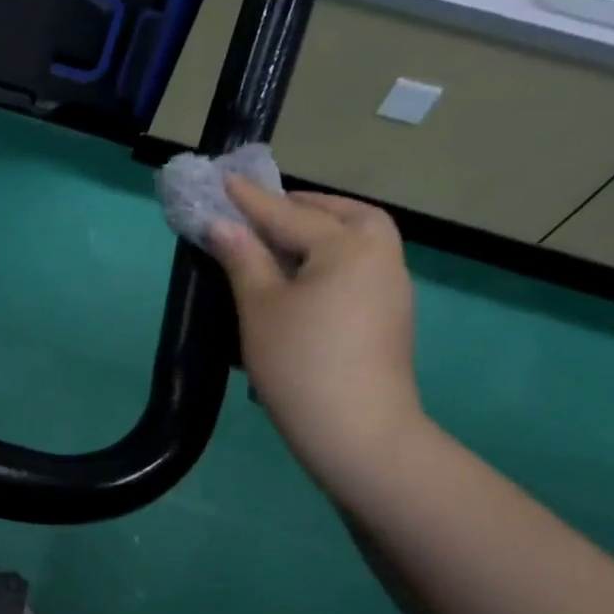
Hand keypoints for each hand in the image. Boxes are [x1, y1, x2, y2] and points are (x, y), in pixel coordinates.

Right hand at [207, 180, 425, 491]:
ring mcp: (392, 289)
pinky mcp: (390, 318)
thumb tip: (221, 225)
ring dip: (322, 232)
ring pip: (359, 242)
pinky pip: (360, 269)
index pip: (288, 215)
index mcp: (350, 246)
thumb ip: (242, 258)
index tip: (223, 180)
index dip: (250, 200)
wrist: (357, 433)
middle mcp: (381, 257)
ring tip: (280, 244)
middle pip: (345, 216)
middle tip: (264, 213)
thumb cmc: (300, 363)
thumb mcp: (259, 306)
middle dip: (304, 208)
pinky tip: (303, 280)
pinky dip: (332, 259)